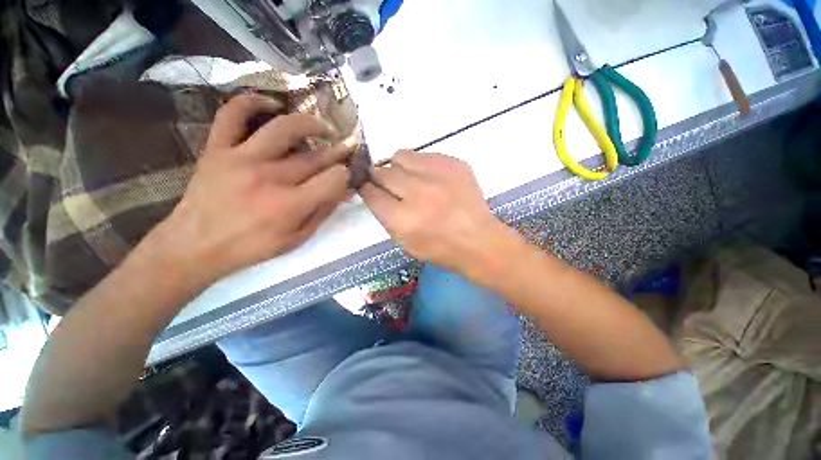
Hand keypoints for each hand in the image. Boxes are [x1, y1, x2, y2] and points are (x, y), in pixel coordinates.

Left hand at [148, 93, 354, 286]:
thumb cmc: (252, 247)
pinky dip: (252, 102)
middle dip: (338, 151)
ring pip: (283, 128)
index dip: (345, 174)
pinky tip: (271, 104)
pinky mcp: (218, 148)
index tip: (346, 174)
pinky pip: (232, 114)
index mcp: (291, 205)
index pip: (333, 179)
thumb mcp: (297, 238)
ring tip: (321, 126)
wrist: (195, 246)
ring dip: (310, 123)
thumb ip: (323, 212)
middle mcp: (270, 177)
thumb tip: (346, 191)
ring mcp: (242, 158)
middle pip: (316, 156)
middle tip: (348, 146)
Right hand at [360, 151, 512, 273]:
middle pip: (382, 172)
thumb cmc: (439, 248)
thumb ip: (386, 216)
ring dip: (399, 167)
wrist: (478, 240)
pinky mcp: (454, 164)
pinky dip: (422, 166)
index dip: (366, 188)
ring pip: (401, 156)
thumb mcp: (404, 242)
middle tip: (391, 186)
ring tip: (411, 179)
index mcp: (402, 219)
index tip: (368, 187)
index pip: (371, 192)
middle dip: (380, 178)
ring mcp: (437, 175)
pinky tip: (432, 180)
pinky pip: (425, 155)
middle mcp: (417, 193)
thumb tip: (375, 191)